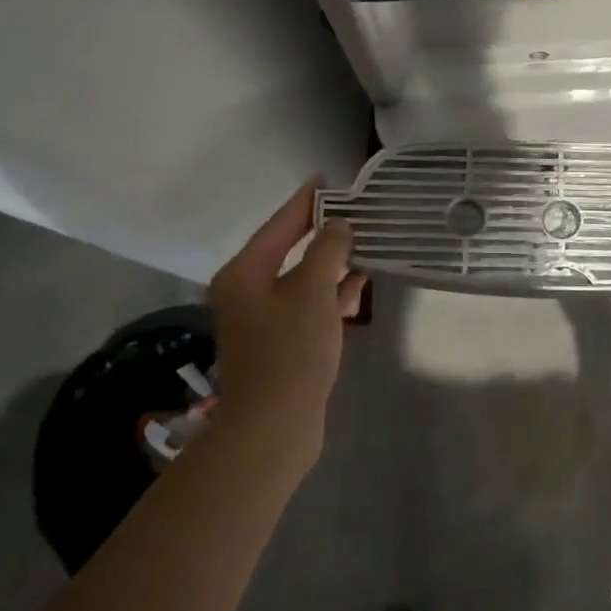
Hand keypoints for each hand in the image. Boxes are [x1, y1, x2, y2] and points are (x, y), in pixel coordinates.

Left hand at [207, 181, 365, 469]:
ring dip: (330, 262)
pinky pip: (308, 304)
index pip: (280, 223)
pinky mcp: (281, 343)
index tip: (328, 180)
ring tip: (364, 242)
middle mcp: (249, 291)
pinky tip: (358, 285)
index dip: (306, 200)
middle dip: (321, 231)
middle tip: (354, 210)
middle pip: (289, 248)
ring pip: (302, 278)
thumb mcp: (313, 292)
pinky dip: (331, 292)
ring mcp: (264, 319)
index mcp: (246, 273)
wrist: (272, 430)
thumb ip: (327, 250)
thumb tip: (338, 225)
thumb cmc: (290, 352)